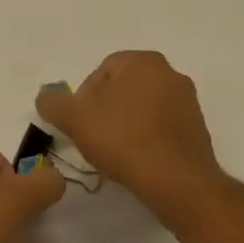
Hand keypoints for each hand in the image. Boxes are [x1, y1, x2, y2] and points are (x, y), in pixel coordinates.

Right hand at [36, 51, 231, 228]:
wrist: (176, 181)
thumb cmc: (123, 139)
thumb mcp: (74, 118)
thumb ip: (53, 103)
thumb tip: (46, 98)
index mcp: (142, 61)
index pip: (100, 72)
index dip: (83, 98)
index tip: (79, 124)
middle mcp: (170, 73)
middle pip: (122, 88)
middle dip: (104, 110)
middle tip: (93, 137)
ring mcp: (188, 101)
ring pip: (142, 108)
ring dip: (125, 124)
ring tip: (114, 152)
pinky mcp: (198, 128)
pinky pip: (161, 127)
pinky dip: (146, 138)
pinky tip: (136, 159)